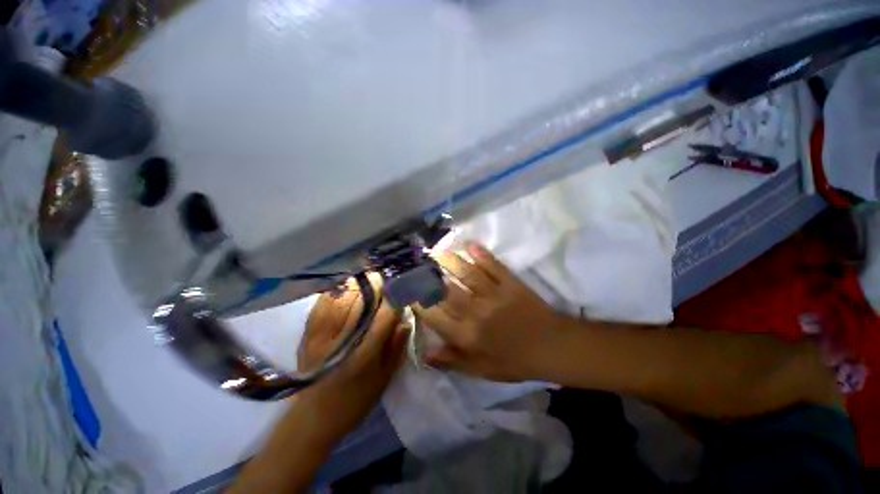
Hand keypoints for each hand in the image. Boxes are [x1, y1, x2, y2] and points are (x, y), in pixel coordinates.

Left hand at [297, 279, 407, 441]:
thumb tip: (405, 320)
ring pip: (343, 298)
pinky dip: (338, 291)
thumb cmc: (354, 403)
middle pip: (363, 302)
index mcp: (363, 355)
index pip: (383, 316)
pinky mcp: (308, 333)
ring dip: (359, 285)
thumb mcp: (383, 380)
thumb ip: (396, 348)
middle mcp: (342, 341)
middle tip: (388, 279)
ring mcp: (321, 335)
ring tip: (371, 278)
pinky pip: (324, 302)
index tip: (404, 288)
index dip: (395, 298)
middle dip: (378, 286)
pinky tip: (348, 286)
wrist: (311, 419)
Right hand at [415, 243, 562, 381]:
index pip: (435, 316)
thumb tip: (425, 354)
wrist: (552, 347)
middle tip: (417, 266)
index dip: (419, 302)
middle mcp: (477, 312)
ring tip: (436, 252)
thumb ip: (453, 362)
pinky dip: (482, 254)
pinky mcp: (510, 283)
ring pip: (467, 274)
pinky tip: (471, 245)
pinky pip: (493, 266)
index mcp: (469, 335)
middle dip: (428, 277)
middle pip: (446, 290)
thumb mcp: (482, 371)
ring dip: (450, 261)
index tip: (408, 292)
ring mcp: (494, 295)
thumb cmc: (515, 361)